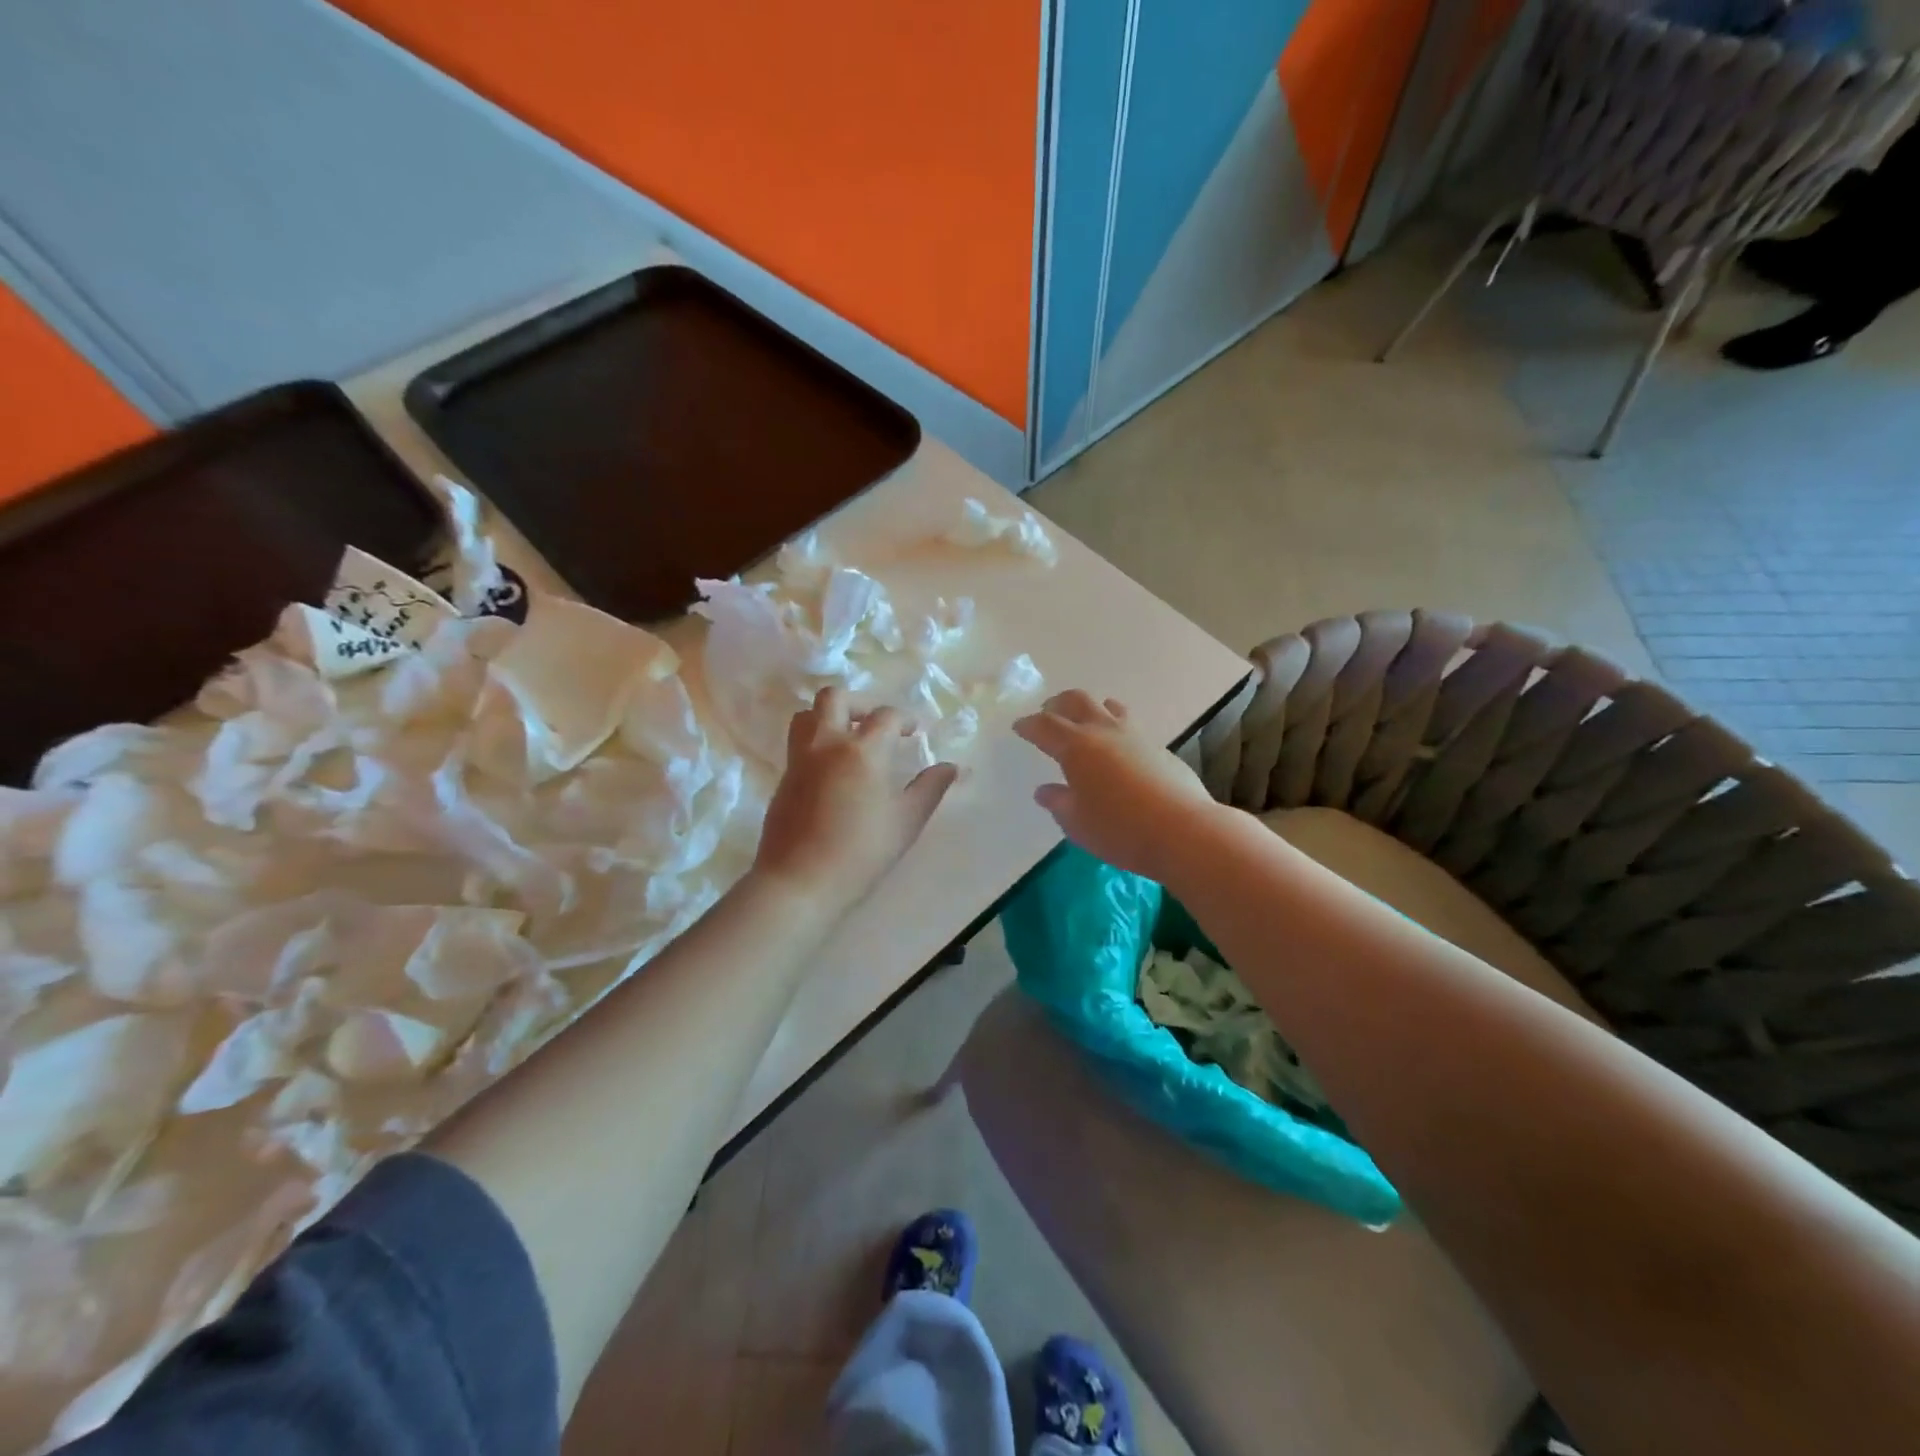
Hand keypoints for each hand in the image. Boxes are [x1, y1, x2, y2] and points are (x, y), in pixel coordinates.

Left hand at [754, 687, 957, 911]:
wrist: (799, 882)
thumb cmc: (861, 853)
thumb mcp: (906, 822)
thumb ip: (930, 789)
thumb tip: (952, 767)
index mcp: (862, 750)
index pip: (886, 716)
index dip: (904, 719)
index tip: (914, 733)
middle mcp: (827, 743)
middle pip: (835, 698)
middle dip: (860, 703)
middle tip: (876, 725)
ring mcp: (800, 759)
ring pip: (808, 715)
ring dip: (830, 716)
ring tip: (849, 739)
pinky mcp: (783, 778)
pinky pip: (798, 742)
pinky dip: (816, 741)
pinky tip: (832, 769)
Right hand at [1014, 690, 1220, 880]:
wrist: (1184, 831)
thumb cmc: (1120, 829)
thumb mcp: (1077, 823)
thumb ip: (1058, 803)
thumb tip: (1044, 790)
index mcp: (1076, 747)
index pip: (1044, 725)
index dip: (1028, 724)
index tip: (1019, 727)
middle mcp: (1104, 731)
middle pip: (1077, 701)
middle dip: (1058, 705)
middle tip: (1048, 714)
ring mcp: (1135, 736)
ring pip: (1108, 707)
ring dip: (1091, 709)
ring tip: (1085, 724)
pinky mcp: (1159, 747)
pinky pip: (1130, 726)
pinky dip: (1115, 728)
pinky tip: (1117, 750)